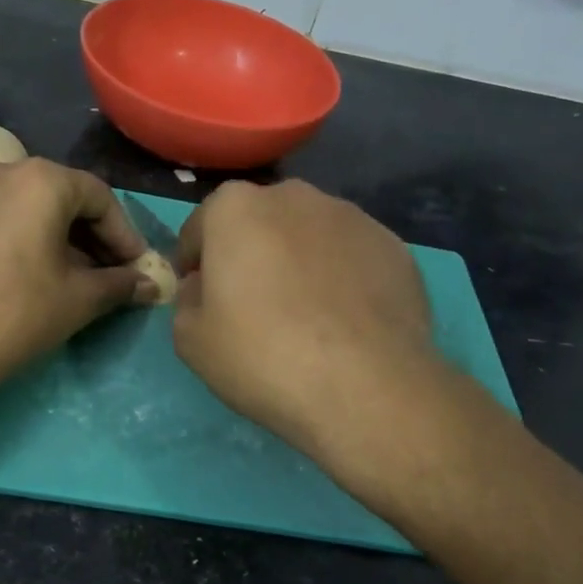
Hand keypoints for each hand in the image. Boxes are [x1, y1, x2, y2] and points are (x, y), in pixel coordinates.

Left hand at [0, 157, 151, 395]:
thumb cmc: (15, 315)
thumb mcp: (79, 300)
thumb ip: (120, 285)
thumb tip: (149, 286)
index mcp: (40, 180)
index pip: (99, 197)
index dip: (125, 235)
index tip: (136, 268)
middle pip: (60, 196)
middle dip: (90, 236)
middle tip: (108, 274)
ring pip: (24, 206)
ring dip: (54, 237)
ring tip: (68, 277)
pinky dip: (18, 238)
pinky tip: (24, 275)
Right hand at [173, 180, 440, 461]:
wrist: (365, 387)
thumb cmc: (262, 356)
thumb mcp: (191, 340)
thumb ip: (187, 301)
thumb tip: (204, 287)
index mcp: (235, 208)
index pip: (200, 228)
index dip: (194, 265)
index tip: (200, 299)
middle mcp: (295, 197)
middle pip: (258, 224)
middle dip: (250, 255)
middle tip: (251, 306)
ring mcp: (352, 218)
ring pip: (309, 237)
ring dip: (298, 263)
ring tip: (305, 316)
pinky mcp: (395, 247)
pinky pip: (351, 259)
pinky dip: (341, 280)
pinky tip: (344, 324)